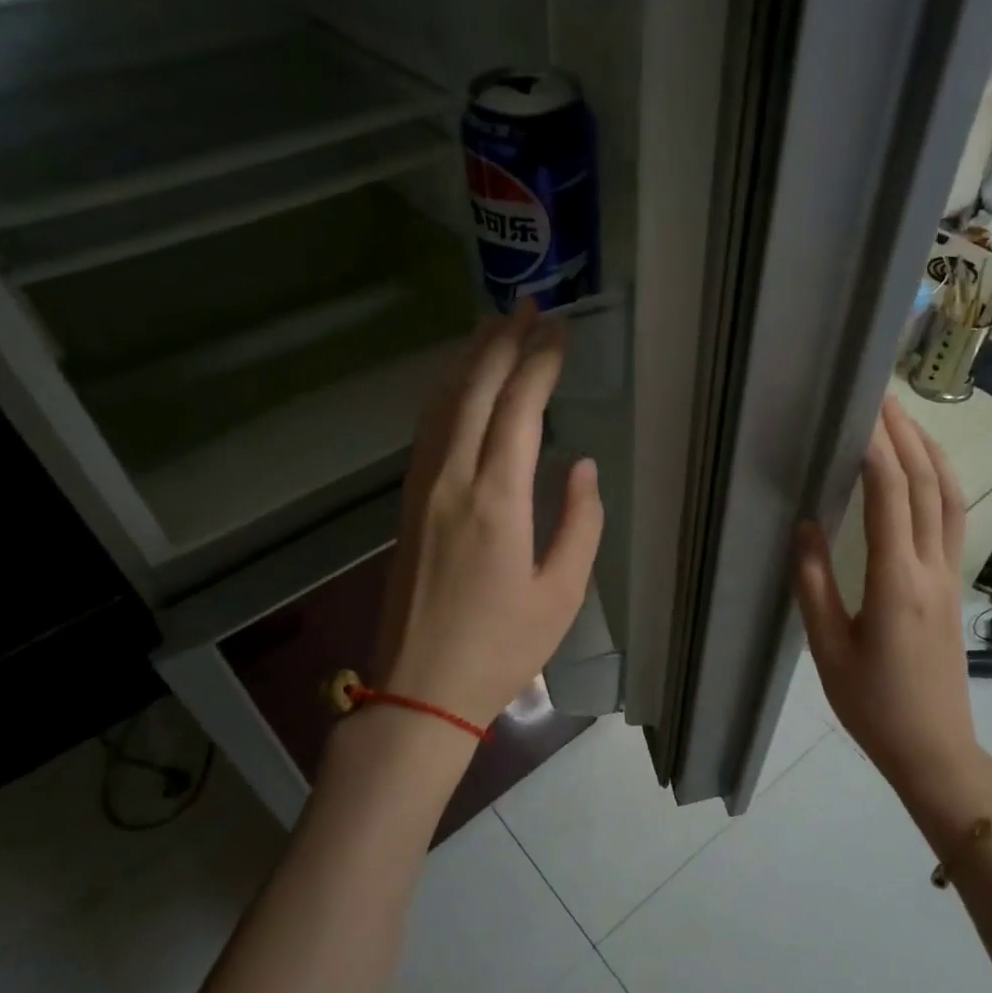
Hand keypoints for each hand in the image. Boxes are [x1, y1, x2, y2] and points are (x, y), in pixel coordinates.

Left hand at [370, 300, 603, 736]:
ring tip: (495, 325)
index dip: (540, 362)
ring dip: (471, 359)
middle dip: (503, 341)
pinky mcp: (409, 501)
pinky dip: (449, 392)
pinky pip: (429, 428)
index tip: (561, 330)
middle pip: (475, 390)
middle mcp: (452, 479)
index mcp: (496, 500)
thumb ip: (580, 522)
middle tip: (529, 305)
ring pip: (445, 403)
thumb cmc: (502, 648)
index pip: (519, 408)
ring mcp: (422, 487)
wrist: (420, 687)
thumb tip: (583, 466)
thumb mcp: (561, 593)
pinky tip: (461, 383)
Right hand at [794, 395, 980, 796]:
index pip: (891, 498)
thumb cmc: (873, 706)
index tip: (858, 413)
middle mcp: (931, 569)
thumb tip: (804, 525)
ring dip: (930, 451)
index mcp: (896, 583)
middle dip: (906, 434)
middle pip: (928, 485)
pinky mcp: (953, 586)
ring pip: (951, 498)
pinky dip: (941, 482)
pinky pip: (953, 519)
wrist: (935, 750)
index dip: (876, 450)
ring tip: (905, 418)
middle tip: (880, 395)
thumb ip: (814, 584)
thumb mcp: (828, 649)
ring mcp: (950, 576)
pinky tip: (926, 471)